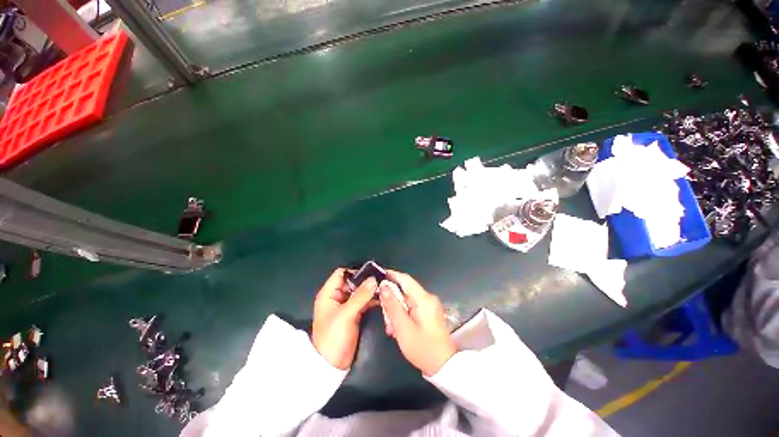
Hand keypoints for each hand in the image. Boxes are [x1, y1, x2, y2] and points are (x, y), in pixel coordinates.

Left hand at [312, 268, 377, 369]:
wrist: (332, 364)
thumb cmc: (333, 337)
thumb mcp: (345, 315)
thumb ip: (360, 296)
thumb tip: (373, 279)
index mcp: (329, 293)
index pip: (341, 274)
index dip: (355, 271)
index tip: (371, 273)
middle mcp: (337, 296)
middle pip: (352, 282)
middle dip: (366, 280)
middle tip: (381, 279)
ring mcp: (346, 305)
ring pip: (359, 291)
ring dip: (370, 290)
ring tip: (384, 287)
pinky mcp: (354, 313)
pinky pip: (363, 301)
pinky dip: (371, 299)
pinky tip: (382, 298)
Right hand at [380, 271, 456, 375]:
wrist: (443, 367)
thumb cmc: (423, 348)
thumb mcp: (403, 328)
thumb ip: (392, 306)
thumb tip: (384, 286)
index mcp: (424, 299)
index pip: (406, 279)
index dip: (392, 275)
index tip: (378, 275)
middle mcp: (428, 298)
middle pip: (405, 291)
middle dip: (392, 300)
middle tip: (384, 315)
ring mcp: (429, 305)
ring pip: (407, 300)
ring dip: (396, 310)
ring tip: (391, 327)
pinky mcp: (429, 313)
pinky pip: (412, 307)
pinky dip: (403, 314)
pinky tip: (397, 328)